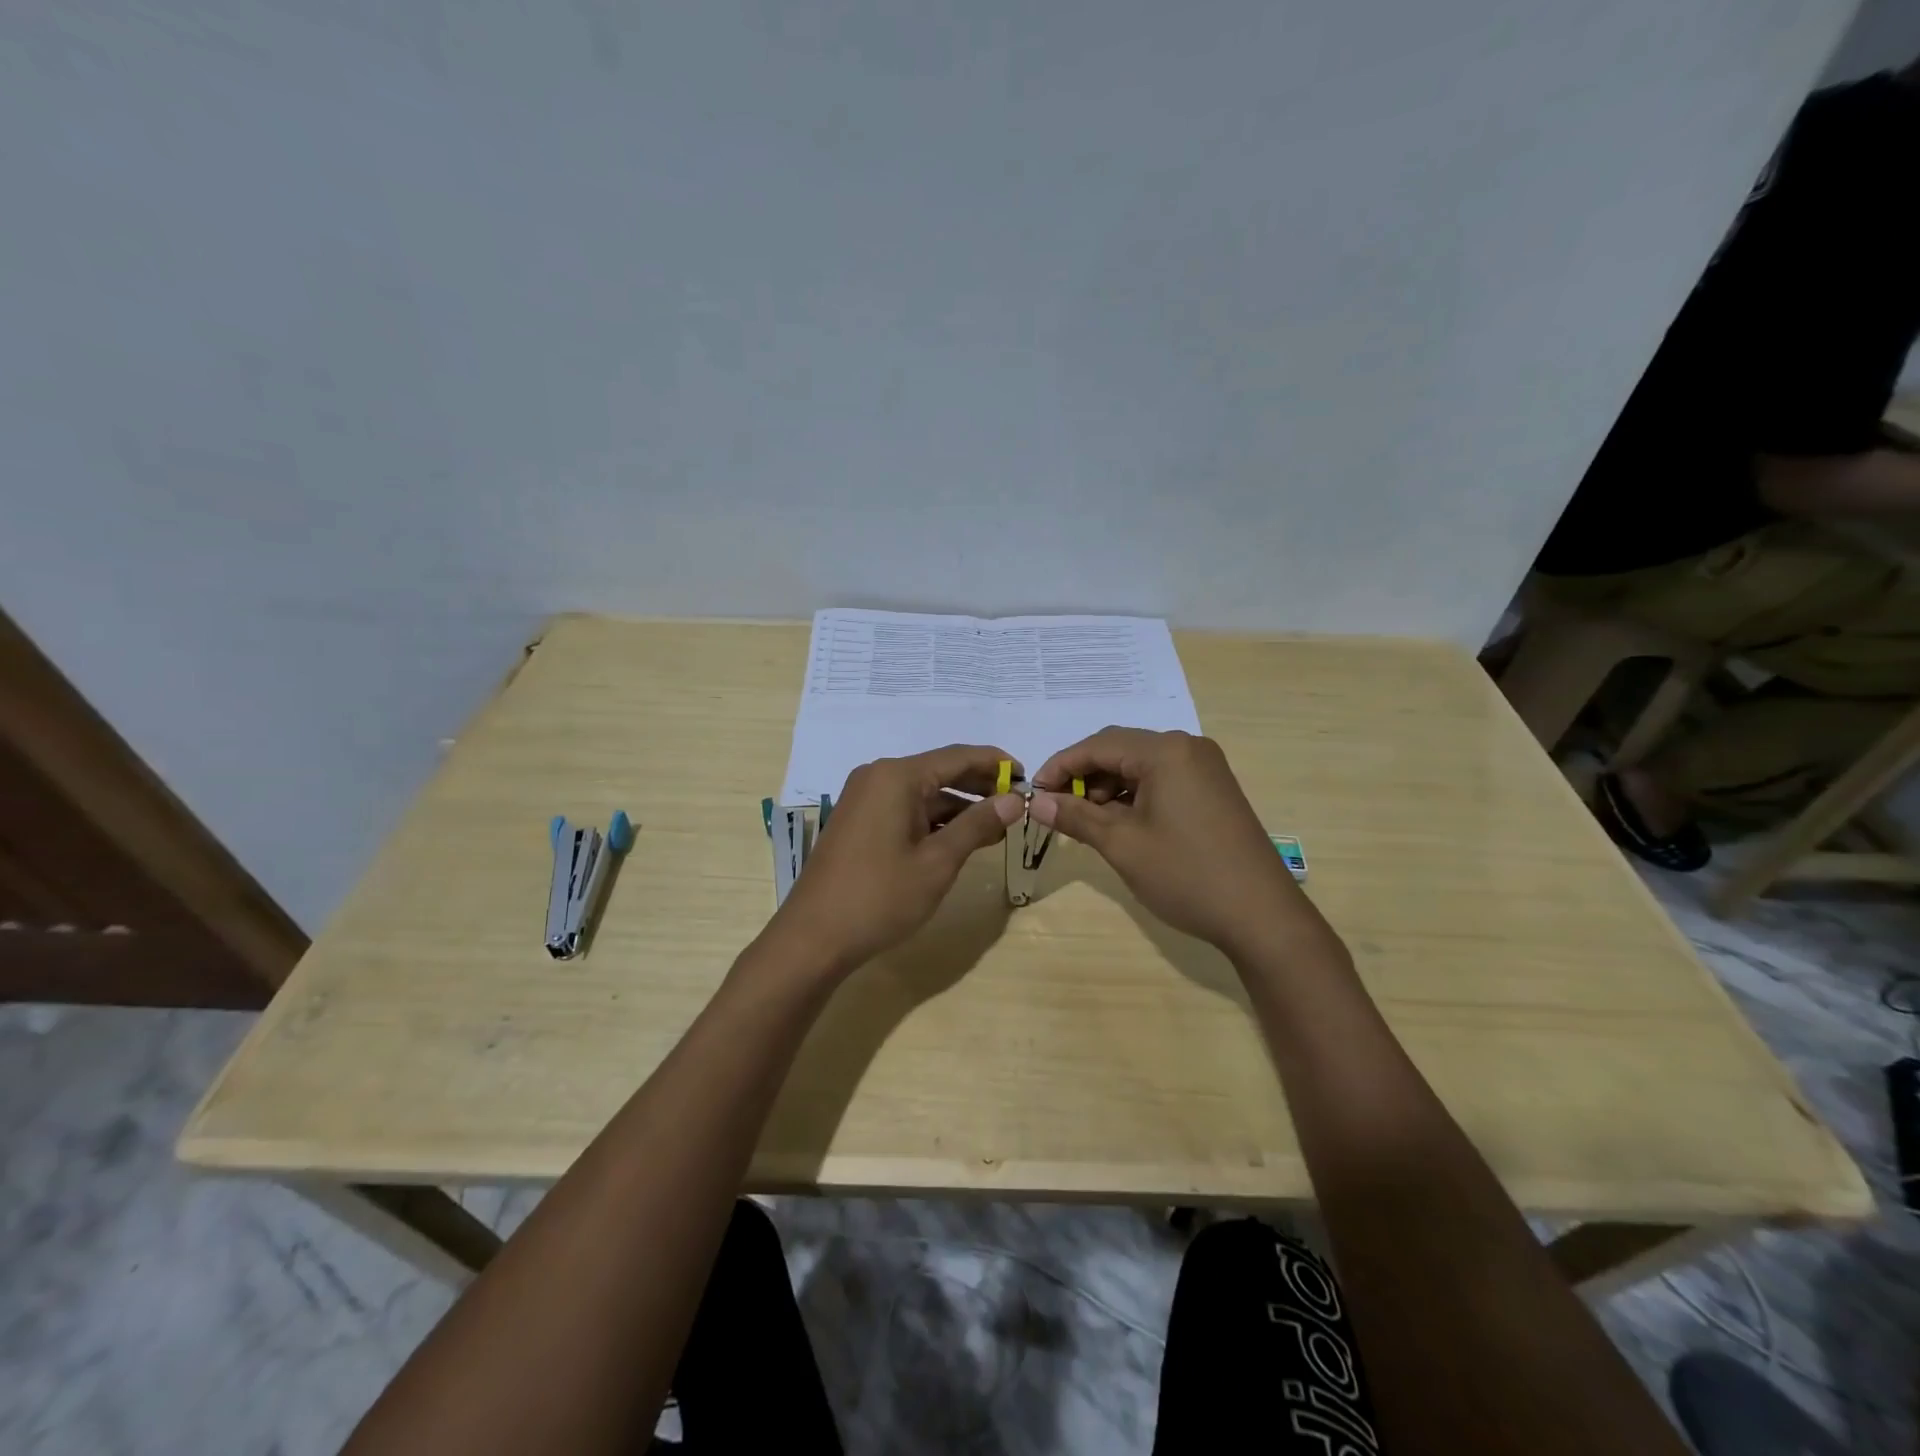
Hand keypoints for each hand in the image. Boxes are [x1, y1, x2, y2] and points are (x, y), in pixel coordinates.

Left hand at [765, 744, 1024, 976]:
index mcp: (897, 776)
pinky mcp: (860, 821)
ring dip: (959, 808)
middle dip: (980, 786)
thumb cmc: (880, 896)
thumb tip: (1015, 799)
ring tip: (998, 827)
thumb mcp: (938, 862)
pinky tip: (961, 839)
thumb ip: (977, 824)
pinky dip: (935, 821)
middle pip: (940, 771)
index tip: (1028, 777)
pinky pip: (906, 809)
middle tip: (1018, 803)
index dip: (996, 764)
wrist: (814, 937)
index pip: (958, 757)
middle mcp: (878, 777)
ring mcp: (865, 799)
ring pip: (924, 793)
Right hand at [1029, 728, 1304, 956]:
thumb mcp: (1122, 845)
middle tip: (1058, 809)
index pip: (1099, 745)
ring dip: (1108, 787)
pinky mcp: (1213, 789)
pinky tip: (1120, 822)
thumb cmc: (1186, 874)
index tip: (1034, 792)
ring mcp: (1205, 768)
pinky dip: (1134, 795)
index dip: (1061, 766)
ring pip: (1140, 765)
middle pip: (1120, 749)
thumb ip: (1075, 816)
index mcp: (1166, 752)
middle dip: (1084, 776)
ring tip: (1088, 821)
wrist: (1261, 916)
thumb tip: (1034, 802)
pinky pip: (1162, 779)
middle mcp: (1187, 748)